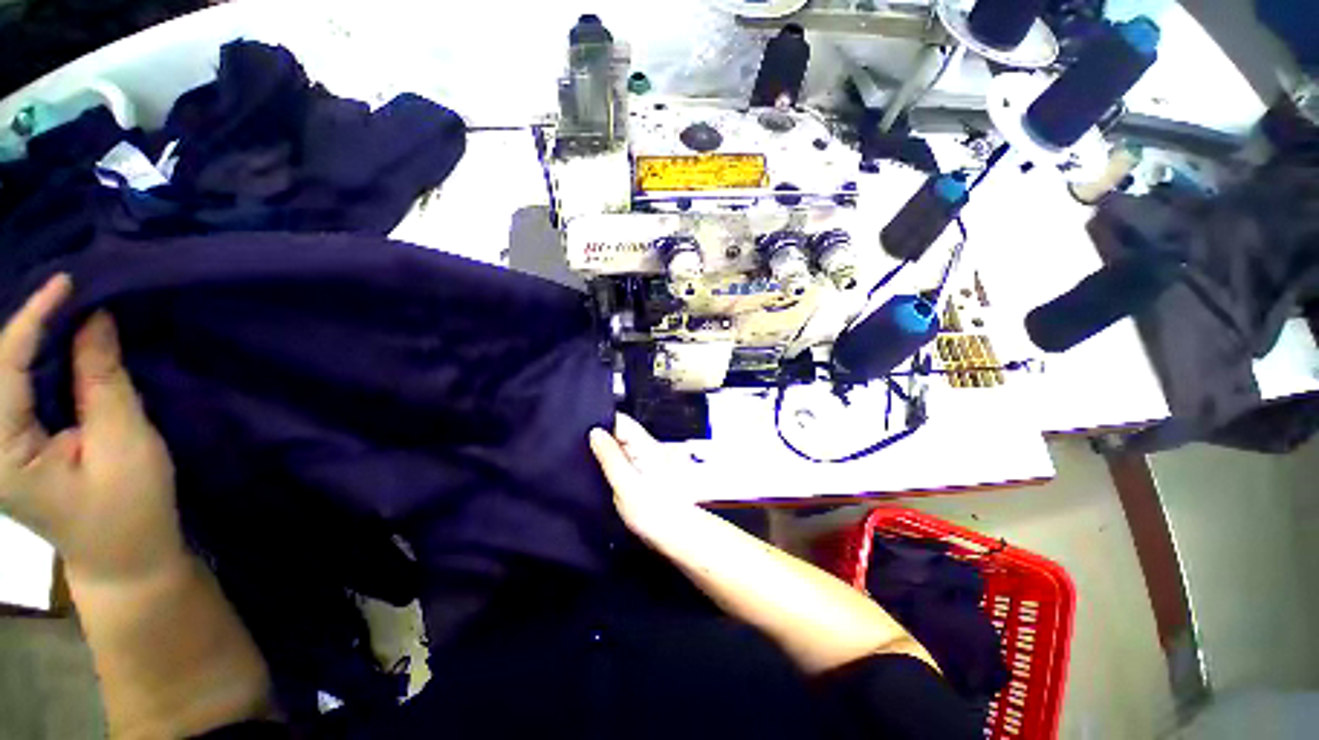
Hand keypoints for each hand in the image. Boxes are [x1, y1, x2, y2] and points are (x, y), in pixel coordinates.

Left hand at [0, 275, 183, 584]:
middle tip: (72, 292)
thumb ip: (102, 380)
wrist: (124, 559)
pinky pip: (16, 388)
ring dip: (31, 339)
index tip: (68, 281)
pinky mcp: (12, 444)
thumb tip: (96, 318)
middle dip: (29, 324)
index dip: (33, 319)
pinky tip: (60, 345)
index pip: (4, 367)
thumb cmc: (130, 509)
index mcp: (1, 454)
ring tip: (66, 309)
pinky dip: (37, 359)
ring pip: (4, 374)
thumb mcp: (124, 444)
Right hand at [589, 414, 701, 539]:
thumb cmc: (653, 512)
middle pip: (622, 433)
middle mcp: (650, 448)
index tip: (581, 433)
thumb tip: (595, 432)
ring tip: (591, 465)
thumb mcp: (625, 484)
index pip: (621, 421)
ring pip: (625, 448)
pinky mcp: (650, 474)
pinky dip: (617, 466)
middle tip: (582, 453)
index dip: (601, 423)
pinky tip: (607, 478)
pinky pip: (629, 462)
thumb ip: (610, 457)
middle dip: (603, 440)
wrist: (681, 536)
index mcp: (646, 445)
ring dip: (609, 454)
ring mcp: (651, 461)